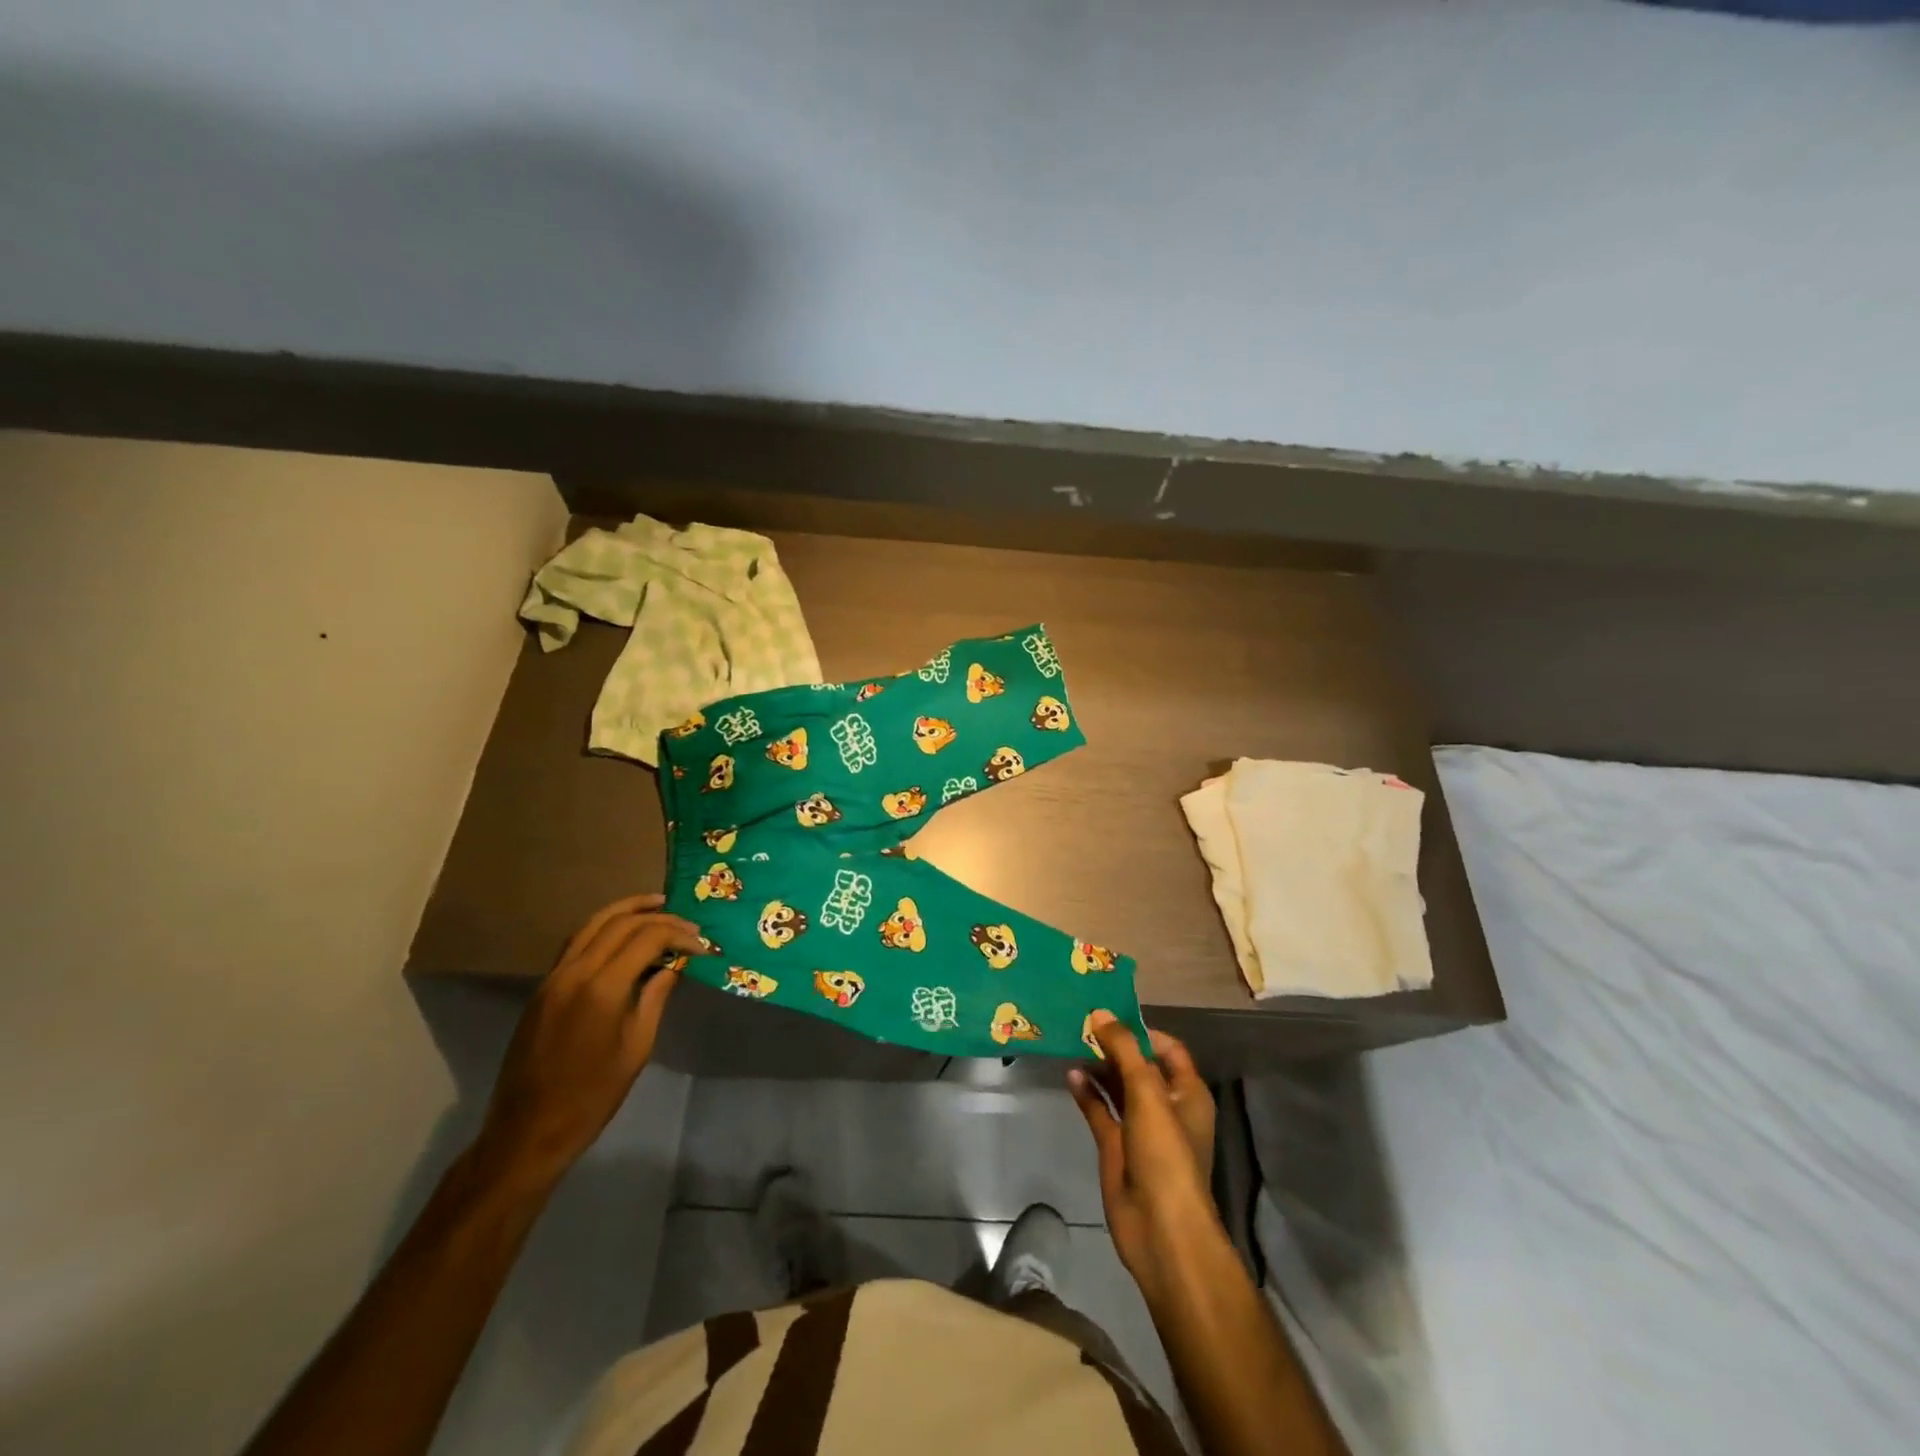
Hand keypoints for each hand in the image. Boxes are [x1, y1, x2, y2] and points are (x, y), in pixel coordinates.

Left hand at [471, 894, 704, 1190]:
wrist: (529, 1130)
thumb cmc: (592, 1095)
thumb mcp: (637, 1046)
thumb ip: (656, 996)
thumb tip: (675, 964)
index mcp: (602, 988)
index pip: (647, 938)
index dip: (679, 935)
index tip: (702, 946)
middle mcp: (575, 972)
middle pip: (620, 922)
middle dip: (658, 918)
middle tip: (687, 925)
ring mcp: (553, 977)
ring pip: (592, 924)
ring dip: (626, 910)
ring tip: (656, 905)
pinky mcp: (543, 988)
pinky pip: (576, 942)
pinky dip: (604, 928)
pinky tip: (623, 934)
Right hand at [1068, 1013, 1219, 1304]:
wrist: (1160, 1229)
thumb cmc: (1165, 1153)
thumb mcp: (1147, 1092)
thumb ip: (1124, 1049)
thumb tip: (1100, 1013)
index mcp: (1187, 1092)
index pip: (1167, 1049)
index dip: (1141, 1031)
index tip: (1110, 1015)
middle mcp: (1165, 1106)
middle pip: (1138, 1066)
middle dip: (1114, 1046)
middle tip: (1082, 1022)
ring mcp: (1140, 1128)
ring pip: (1117, 1087)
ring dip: (1098, 1067)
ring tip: (1071, 1042)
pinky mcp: (1116, 1147)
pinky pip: (1100, 1110)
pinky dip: (1086, 1093)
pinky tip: (1069, 1075)